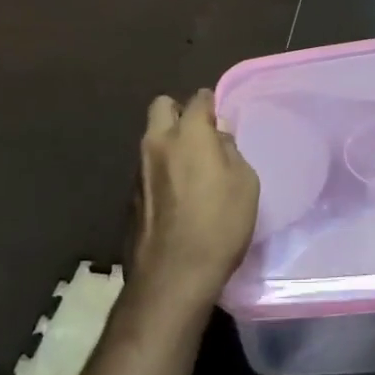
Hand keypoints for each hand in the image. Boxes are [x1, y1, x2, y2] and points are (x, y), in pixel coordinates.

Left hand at [131, 90, 258, 314]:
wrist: (173, 276)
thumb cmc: (219, 224)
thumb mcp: (244, 183)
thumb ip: (229, 151)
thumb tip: (217, 137)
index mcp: (188, 134)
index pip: (198, 99)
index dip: (211, 104)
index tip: (221, 117)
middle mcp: (157, 143)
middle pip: (161, 106)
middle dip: (179, 112)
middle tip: (200, 135)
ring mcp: (139, 170)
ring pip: (151, 138)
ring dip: (168, 142)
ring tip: (190, 168)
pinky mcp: (130, 197)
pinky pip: (147, 168)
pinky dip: (160, 171)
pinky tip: (177, 196)